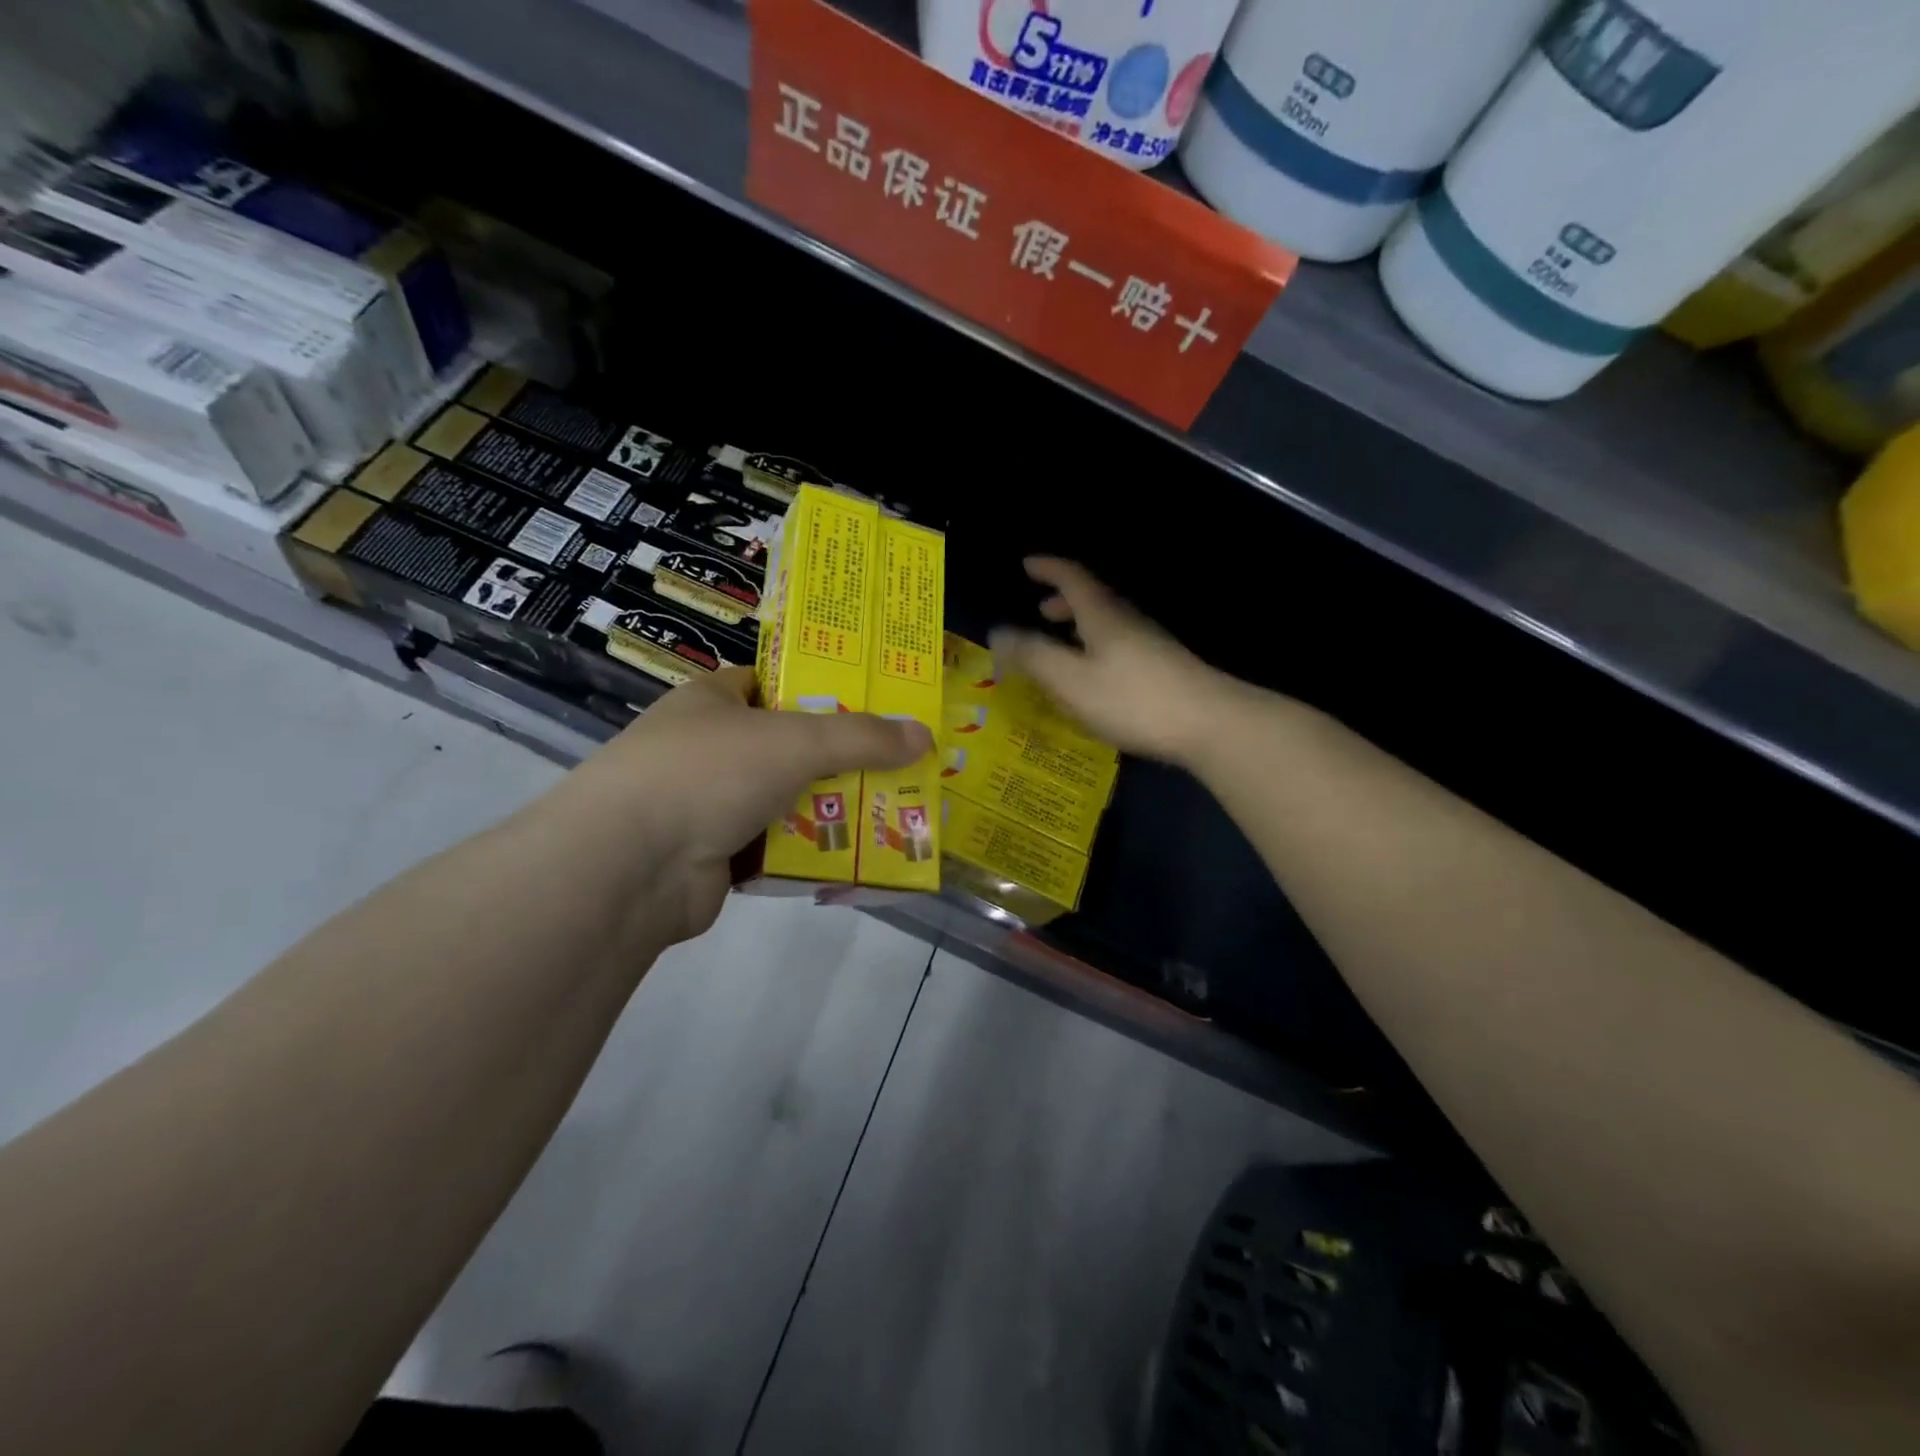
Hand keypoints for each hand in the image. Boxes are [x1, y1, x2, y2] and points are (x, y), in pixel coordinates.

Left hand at [547, 667, 932, 944]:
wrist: (628, 867)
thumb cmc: (706, 774)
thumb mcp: (794, 741)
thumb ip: (860, 737)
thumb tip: (924, 736)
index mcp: (713, 700)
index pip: (770, 682)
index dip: (818, 688)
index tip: (870, 702)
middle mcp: (707, 747)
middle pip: (787, 745)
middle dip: (838, 758)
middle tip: (897, 764)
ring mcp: (707, 803)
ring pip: (784, 799)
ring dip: (827, 810)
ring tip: (888, 811)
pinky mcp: (713, 855)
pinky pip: (774, 847)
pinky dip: (806, 852)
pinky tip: (850, 857)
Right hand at [989, 557, 1244, 765]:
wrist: (1209, 724)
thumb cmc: (1132, 699)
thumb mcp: (1070, 680)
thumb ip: (1033, 656)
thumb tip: (998, 632)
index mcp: (1103, 615)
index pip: (1072, 578)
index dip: (1049, 568)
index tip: (1028, 564)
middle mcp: (1128, 621)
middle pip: (1094, 599)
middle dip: (1064, 601)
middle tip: (1042, 612)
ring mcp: (1151, 644)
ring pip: (1109, 623)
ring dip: (1082, 626)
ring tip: (1064, 645)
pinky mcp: (1164, 668)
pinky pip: (1121, 645)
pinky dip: (1098, 647)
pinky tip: (1096, 677)